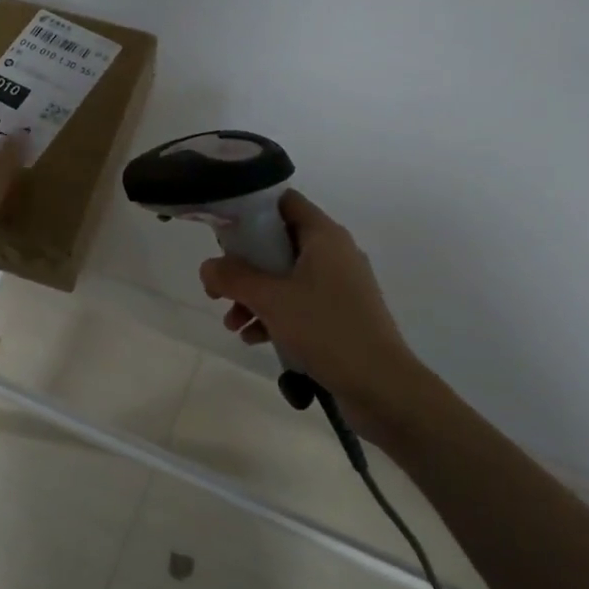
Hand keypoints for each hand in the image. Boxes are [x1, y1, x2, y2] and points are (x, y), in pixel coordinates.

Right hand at [199, 191, 417, 403]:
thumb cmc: (326, 329)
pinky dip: (275, 315)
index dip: (252, 211)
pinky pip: (299, 304)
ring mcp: (339, 286)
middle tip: (218, 285)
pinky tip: (254, 338)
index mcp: (324, 236)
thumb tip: (207, 266)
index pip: (285, 202)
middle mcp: (334, 254)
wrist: (381, 386)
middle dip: (244, 265)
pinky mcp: (340, 316)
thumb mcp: (271, 300)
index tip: (222, 230)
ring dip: (254, 296)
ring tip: (232, 322)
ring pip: (285, 278)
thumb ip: (233, 278)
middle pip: (279, 243)